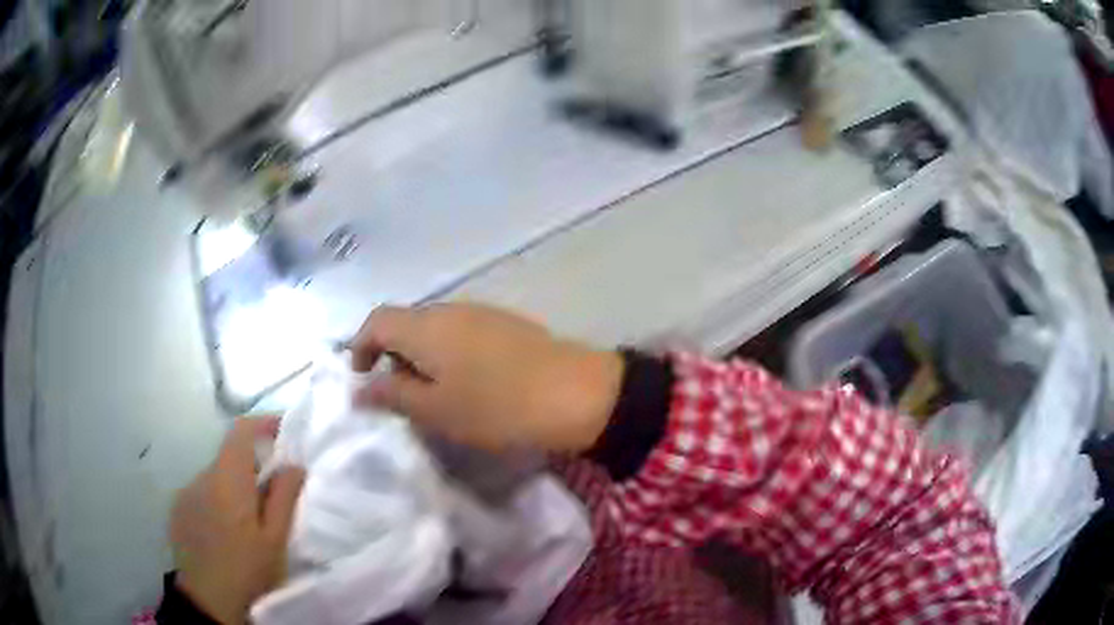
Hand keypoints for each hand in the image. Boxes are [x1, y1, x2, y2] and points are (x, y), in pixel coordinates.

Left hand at [170, 419, 305, 624]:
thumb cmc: (248, 571)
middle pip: (229, 456)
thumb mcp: (276, 540)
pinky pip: (201, 493)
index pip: (241, 431)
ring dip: (233, 486)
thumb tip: (294, 464)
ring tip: (249, 521)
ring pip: (215, 477)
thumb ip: (284, 497)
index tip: (283, 430)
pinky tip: (226, 531)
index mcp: (228, 480)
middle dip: (252, 465)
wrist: (208, 601)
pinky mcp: (178, 509)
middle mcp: (202, 477)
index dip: (262, 422)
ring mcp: (186, 493)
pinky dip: (217, 500)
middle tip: (273, 492)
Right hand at [350, 303, 624, 451]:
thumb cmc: (496, 407)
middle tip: (399, 395)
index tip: (361, 378)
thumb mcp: (436, 410)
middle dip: (392, 355)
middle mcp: (450, 309)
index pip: (376, 320)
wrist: (575, 393)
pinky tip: (469, 383)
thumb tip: (359, 389)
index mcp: (426, 325)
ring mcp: (482, 312)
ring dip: (423, 356)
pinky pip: (462, 333)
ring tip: (434, 394)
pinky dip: (450, 354)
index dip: (360, 346)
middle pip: (406, 322)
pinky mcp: (507, 323)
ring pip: (435, 328)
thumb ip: (392, 396)